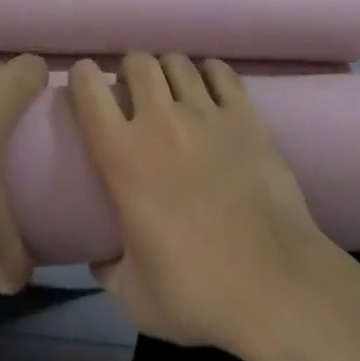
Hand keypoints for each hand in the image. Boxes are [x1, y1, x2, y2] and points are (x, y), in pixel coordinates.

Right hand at [68, 54, 338, 353]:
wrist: (276, 286)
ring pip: (178, 62)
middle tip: (135, 93)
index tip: (86, 85)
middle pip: (138, 62)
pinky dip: (210, 73)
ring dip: (169, 71)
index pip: (90, 89)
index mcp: (123, 157)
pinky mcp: (245, 115)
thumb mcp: (136, 298)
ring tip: (173, 90)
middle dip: (130, 70)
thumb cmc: (199, 293)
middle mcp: (160, 121)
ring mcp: (206, 112)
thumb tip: (99, 258)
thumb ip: (109, 270)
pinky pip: (221, 72)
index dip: (83, 77)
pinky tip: (211, 88)